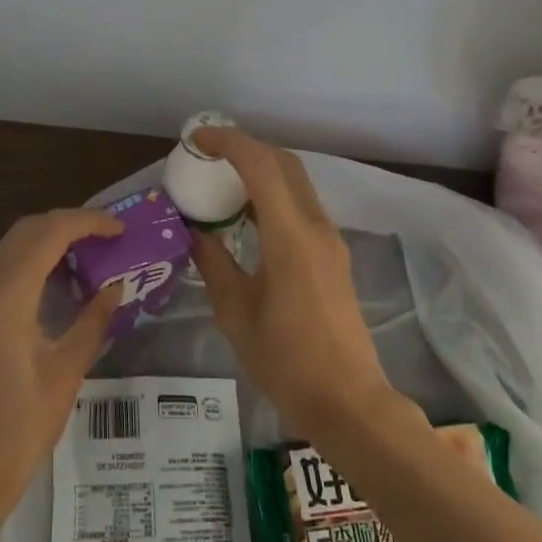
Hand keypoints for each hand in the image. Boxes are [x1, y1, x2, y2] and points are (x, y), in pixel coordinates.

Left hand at [0, 209, 123, 521]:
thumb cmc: (16, 428)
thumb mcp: (65, 373)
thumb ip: (92, 322)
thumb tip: (116, 287)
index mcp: (6, 292)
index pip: (50, 232)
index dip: (88, 222)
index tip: (121, 228)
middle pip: (27, 230)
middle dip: (69, 224)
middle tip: (108, 237)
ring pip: (12, 247)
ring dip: (50, 241)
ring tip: (91, 255)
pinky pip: (3, 269)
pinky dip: (33, 262)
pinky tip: (59, 284)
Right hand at [188, 128, 397, 437]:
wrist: (348, 401)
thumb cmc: (286, 360)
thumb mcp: (235, 312)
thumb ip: (212, 263)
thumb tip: (194, 232)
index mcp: (290, 236)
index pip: (260, 165)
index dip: (228, 142)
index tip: (196, 140)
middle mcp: (315, 227)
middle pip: (284, 163)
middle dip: (245, 147)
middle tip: (207, 155)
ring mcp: (329, 240)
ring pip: (295, 183)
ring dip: (260, 170)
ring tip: (221, 180)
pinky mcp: (332, 255)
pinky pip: (300, 206)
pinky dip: (272, 195)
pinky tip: (245, 216)